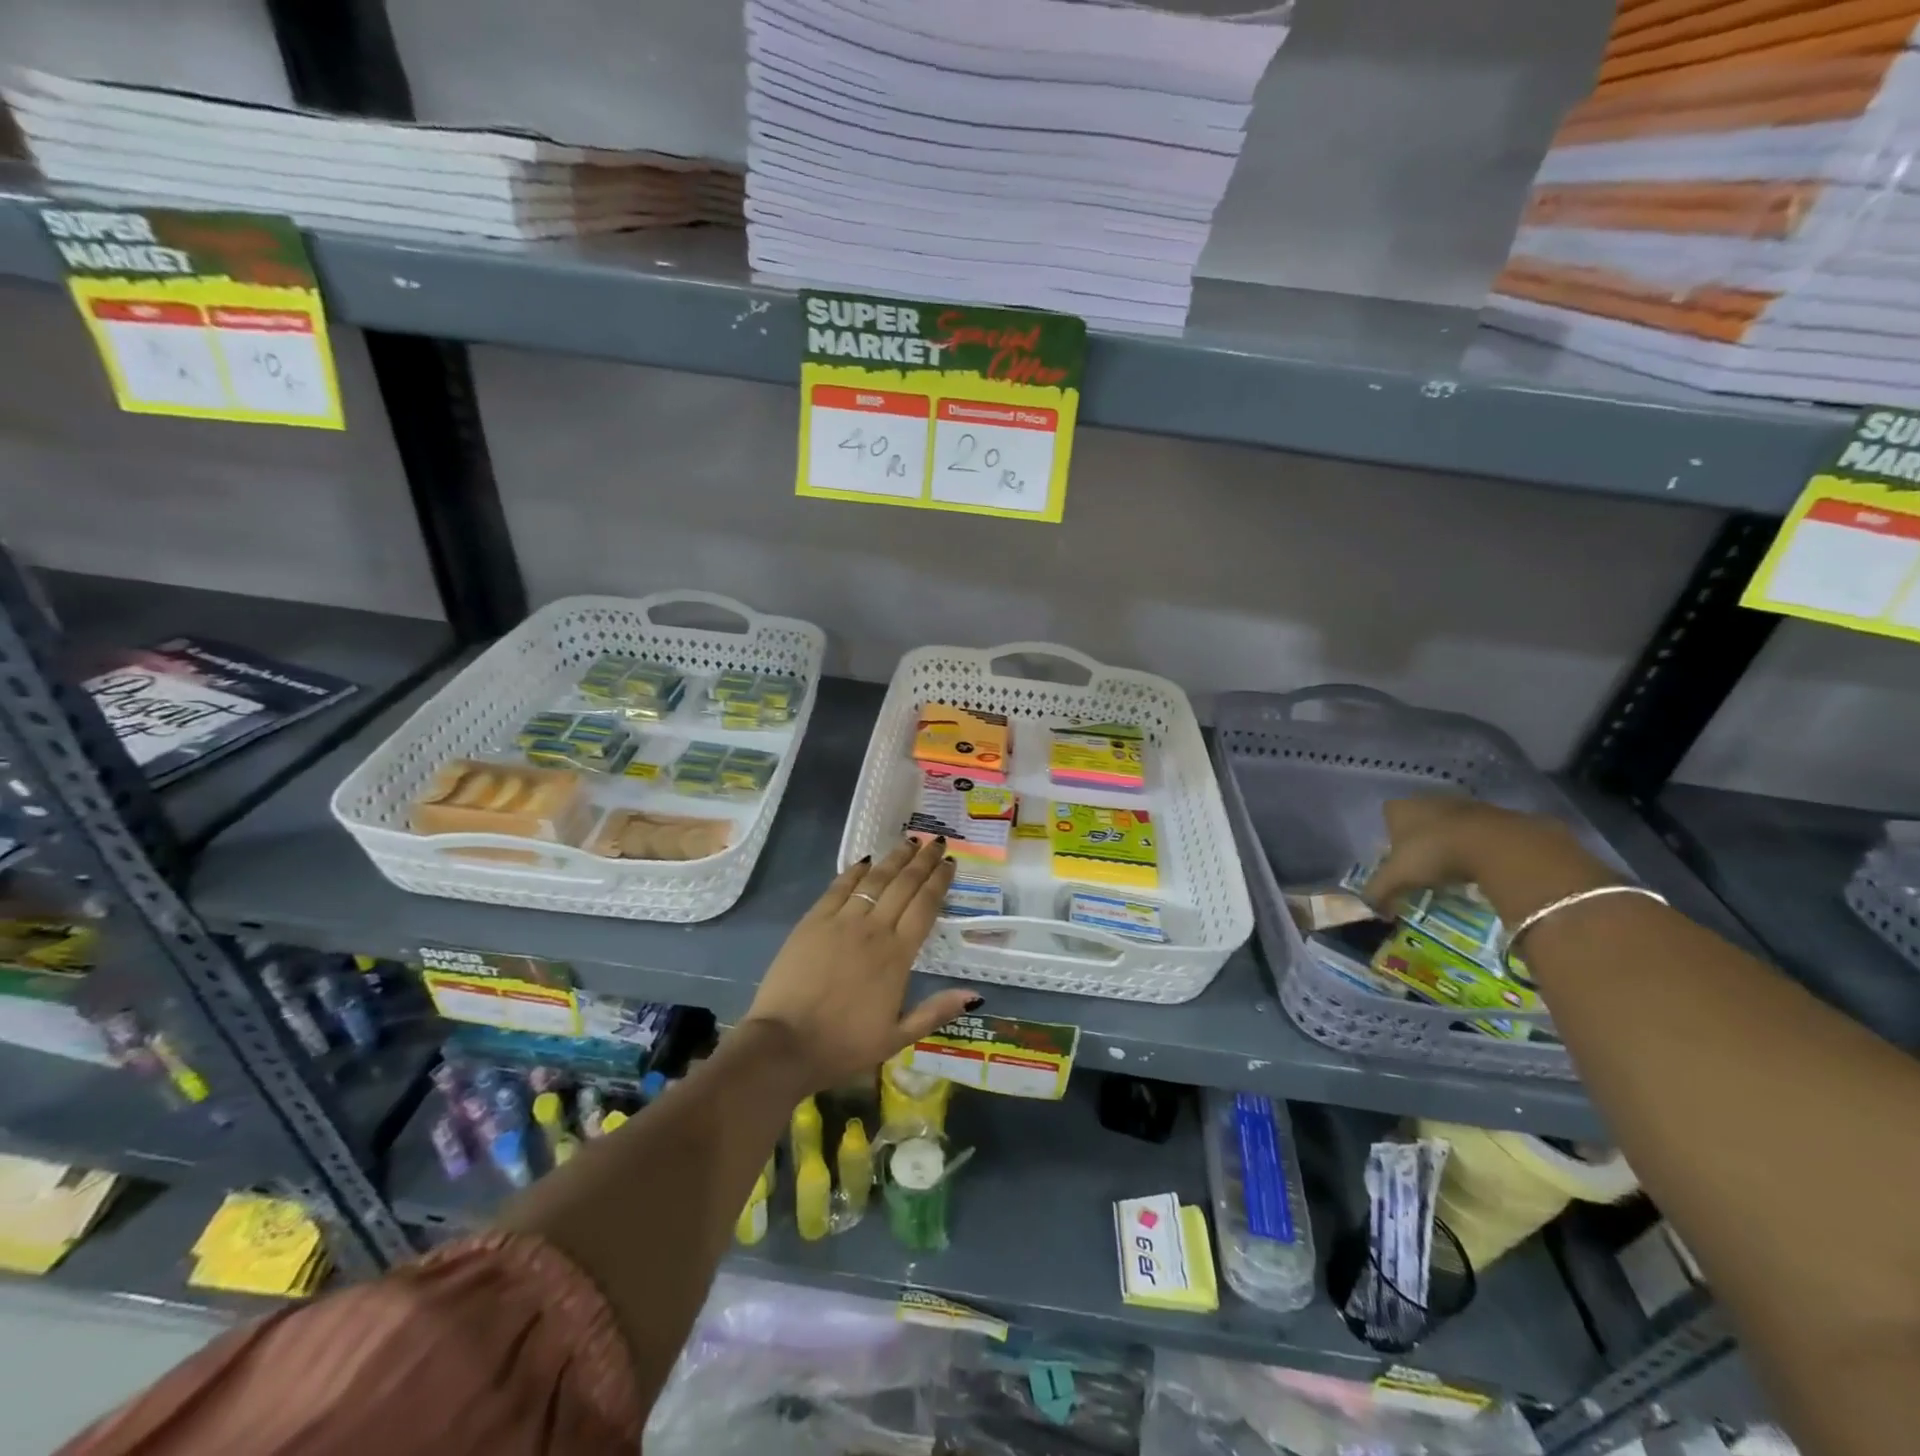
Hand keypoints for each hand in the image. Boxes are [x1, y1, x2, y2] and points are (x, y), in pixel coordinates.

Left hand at [742, 838, 979, 1090]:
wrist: (785, 1044)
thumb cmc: (844, 1045)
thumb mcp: (897, 1037)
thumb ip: (936, 1011)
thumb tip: (976, 995)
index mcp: (898, 955)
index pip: (925, 906)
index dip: (939, 881)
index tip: (950, 862)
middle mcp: (874, 929)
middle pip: (904, 885)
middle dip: (922, 861)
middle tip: (935, 843)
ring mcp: (841, 921)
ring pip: (874, 880)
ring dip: (894, 859)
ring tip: (908, 842)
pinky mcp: (813, 921)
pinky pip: (839, 887)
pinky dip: (855, 871)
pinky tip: (866, 861)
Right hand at [1363, 797, 1613, 923]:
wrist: (1496, 844)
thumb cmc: (1434, 853)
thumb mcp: (1397, 878)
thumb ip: (1378, 891)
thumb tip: (1370, 909)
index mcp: (1399, 808)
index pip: (1388, 815)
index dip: (1391, 836)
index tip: (1398, 858)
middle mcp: (1427, 799)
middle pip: (1418, 818)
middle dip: (1420, 839)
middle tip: (1424, 866)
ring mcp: (1462, 803)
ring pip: (1448, 824)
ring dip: (1449, 842)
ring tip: (1453, 868)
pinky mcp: (1494, 813)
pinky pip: (1477, 831)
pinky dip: (1476, 846)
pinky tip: (1478, 865)